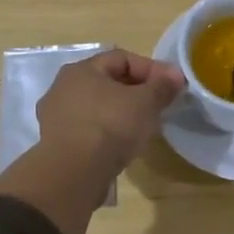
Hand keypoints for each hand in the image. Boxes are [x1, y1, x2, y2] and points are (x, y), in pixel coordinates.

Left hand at [0, 49, 183, 233]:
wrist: (73, 175)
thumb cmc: (110, 126)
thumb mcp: (144, 102)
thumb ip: (162, 86)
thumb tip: (176, 75)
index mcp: (81, 70)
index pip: (122, 58)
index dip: (151, 68)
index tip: (173, 85)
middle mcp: (64, 88)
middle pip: (109, 82)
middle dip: (138, 92)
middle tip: (160, 106)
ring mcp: (57, 118)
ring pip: (99, 108)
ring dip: (123, 114)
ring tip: (144, 128)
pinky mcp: (59, 145)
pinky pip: (91, 130)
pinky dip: (109, 134)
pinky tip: (124, 146)